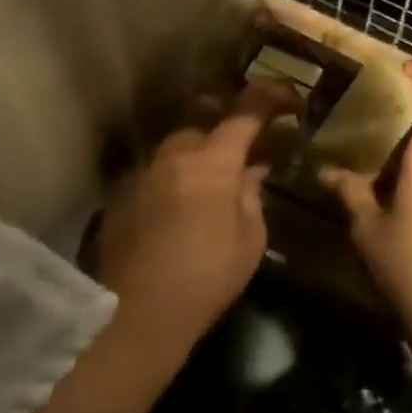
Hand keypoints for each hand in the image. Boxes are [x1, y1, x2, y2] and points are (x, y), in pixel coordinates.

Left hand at [93, 84, 286, 359]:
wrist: (136, 315)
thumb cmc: (206, 277)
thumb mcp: (250, 239)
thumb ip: (252, 195)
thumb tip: (252, 171)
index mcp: (214, 160)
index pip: (246, 111)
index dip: (271, 97)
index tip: (289, 100)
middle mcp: (176, 154)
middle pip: (205, 124)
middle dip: (227, 131)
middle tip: (243, 152)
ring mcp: (144, 172)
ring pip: (177, 148)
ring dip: (198, 157)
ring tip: (209, 185)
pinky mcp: (122, 196)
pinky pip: (156, 174)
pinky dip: (173, 180)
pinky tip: (178, 210)